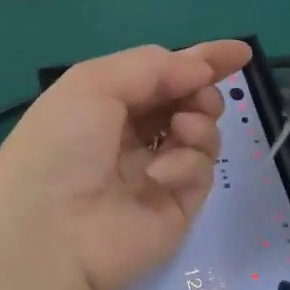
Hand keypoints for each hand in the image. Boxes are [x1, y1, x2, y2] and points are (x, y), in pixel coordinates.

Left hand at [0, 41, 249, 289]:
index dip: (201, 59)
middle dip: (202, 89)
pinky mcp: (176, 207)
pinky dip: (188, 163)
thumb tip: (200, 68)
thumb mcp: (94, 83)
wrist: (49, 236)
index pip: (163, 71)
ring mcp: (156, 170)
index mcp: (107, 99)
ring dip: (200, 120)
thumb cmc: (61, 144)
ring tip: (183, 128)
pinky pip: (201, 171)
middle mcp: (132, 132)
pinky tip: (161, 174)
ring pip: (203, 131)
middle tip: (199, 95)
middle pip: (188, 99)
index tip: (240, 52)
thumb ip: (152, 66)